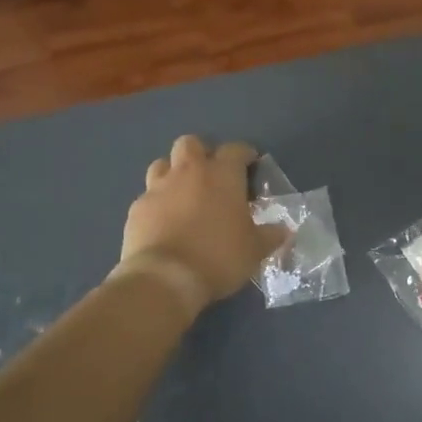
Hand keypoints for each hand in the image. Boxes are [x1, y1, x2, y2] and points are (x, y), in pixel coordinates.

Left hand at [117, 136, 287, 313]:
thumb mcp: (254, 250)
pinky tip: (163, 221)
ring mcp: (158, 188)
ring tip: (183, 193)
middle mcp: (188, 172)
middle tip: (211, 175)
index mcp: (222, 175)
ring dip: (173, 172)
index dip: (244, 154)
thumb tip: (284, 230)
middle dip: (201, 153)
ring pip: (163, 164)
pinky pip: (148, 196)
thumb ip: (270, 236)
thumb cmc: (218, 257)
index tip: (250, 164)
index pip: (235, 149)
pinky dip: (157, 203)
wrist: (165, 278)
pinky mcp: (137, 208)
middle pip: (191, 143)